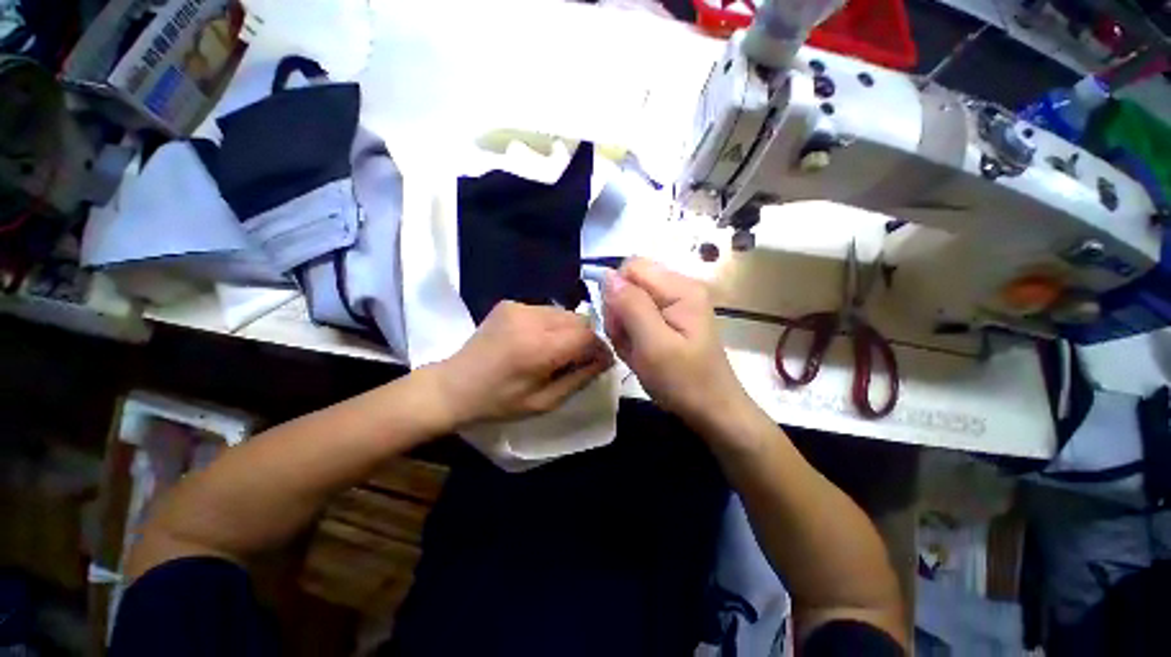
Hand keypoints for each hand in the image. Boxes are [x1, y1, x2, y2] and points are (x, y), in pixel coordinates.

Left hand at [433, 301, 613, 427]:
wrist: (453, 386)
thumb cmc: (499, 402)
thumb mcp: (545, 402)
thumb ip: (580, 379)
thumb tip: (605, 359)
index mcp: (539, 348)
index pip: (587, 335)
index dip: (599, 348)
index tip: (599, 362)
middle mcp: (531, 319)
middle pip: (579, 319)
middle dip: (586, 338)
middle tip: (577, 359)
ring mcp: (518, 307)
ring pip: (564, 312)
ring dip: (568, 330)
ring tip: (555, 350)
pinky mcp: (509, 303)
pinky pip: (545, 310)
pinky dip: (550, 324)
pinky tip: (536, 341)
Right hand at [602, 258, 752, 432]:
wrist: (711, 411)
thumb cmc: (684, 381)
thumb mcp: (653, 344)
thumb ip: (630, 306)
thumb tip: (607, 275)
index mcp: (680, 288)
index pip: (632, 268)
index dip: (617, 293)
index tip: (620, 326)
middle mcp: (679, 289)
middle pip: (630, 285)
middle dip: (620, 314)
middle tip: (629, 344)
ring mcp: (675, 305)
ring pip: (630, 303)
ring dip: (624, 328)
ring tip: (636, 353)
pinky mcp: (670, 320)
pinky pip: (637, 318)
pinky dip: (632, 336)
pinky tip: (641, 354)